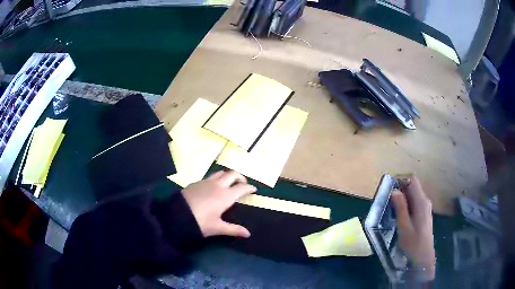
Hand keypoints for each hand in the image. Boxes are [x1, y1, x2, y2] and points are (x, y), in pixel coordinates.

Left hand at [181, 170, 256, 237]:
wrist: (177, 215)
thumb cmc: (200, 222)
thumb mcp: (217, 227)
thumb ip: (234, 229)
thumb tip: (248, 234)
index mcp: (226, 196)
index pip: (242, 187)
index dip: (249, 187)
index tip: (254, 189)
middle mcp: (218, 185)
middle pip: (232, 174)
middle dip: (240, 177)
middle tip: (242, 183)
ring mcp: (206, 182)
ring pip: (220, 172)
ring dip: (227, 175)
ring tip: (228, 183)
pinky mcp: (196, 182)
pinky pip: (210, 177)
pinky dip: (216, 179)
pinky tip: (212, 187)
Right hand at [391, 176, 435, 280]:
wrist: (423, 258)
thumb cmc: (413, 244)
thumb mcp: (404, 227)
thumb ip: (400, 208)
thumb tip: (394, 190)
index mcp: (421, 202)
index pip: (412, 181)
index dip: (401, 181)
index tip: (389, 189)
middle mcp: (425, 201)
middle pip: (412, 187)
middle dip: (400, 190)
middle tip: (387, 201)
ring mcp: (425, 208)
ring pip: (413, 196)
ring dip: (402, 199)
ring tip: (391, 210)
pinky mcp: (424, 214)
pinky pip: (414, 203)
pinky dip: (406, 206)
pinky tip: (399, 217)